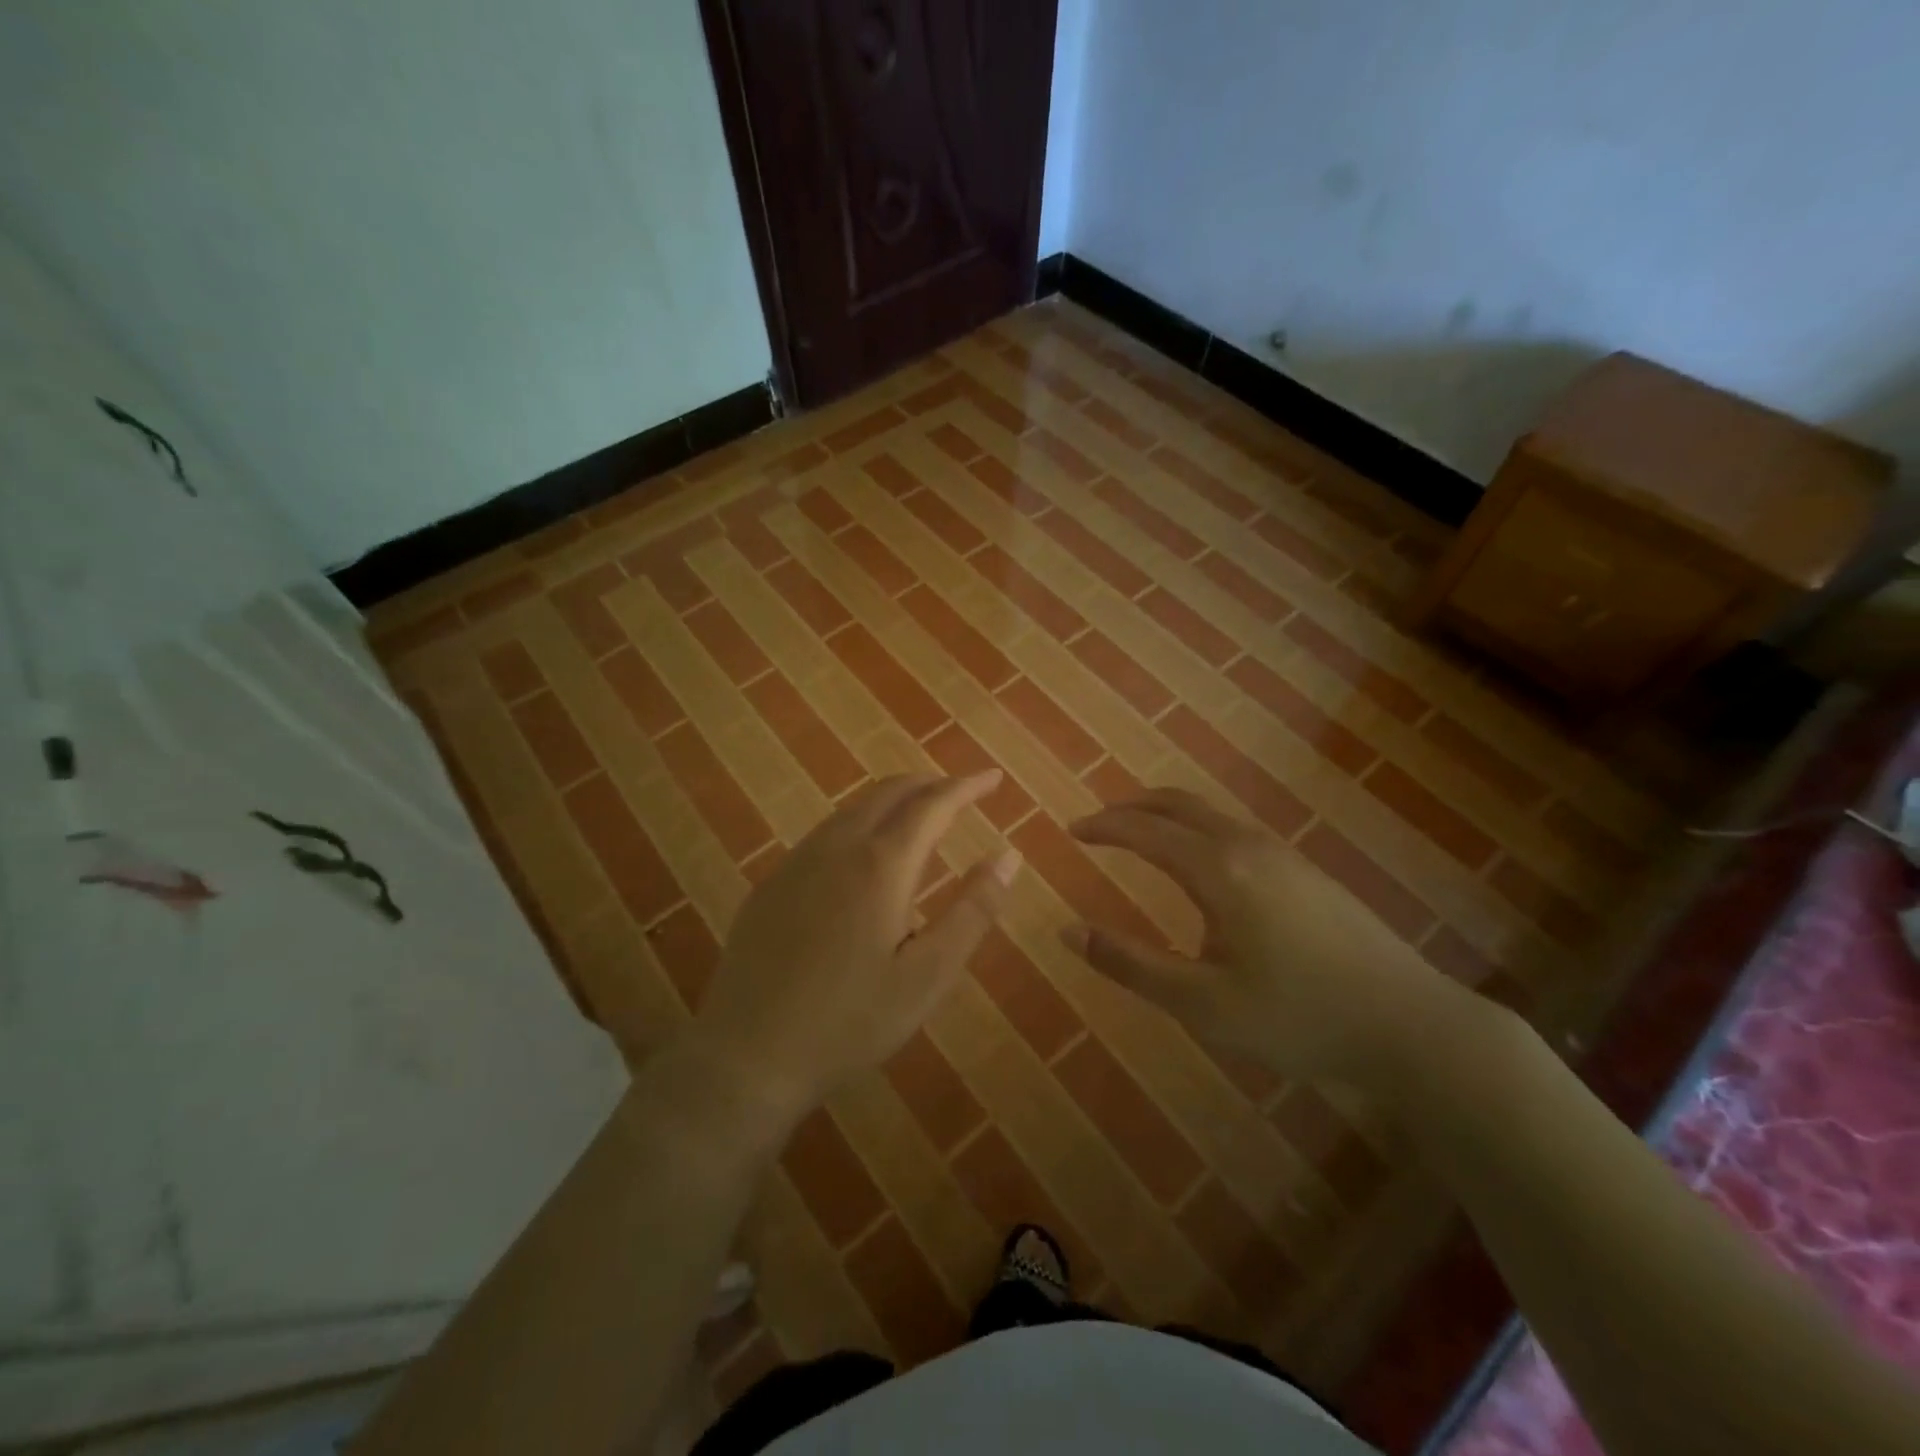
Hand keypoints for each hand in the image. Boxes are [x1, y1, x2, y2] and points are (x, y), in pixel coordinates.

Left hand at [690, 772, 1019, 1116]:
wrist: (748, 1054)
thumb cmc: (850, 1021)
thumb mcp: (928, 975)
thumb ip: (973, 911)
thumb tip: (1008, 856)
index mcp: (881, 865)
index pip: (933, 804)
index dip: (967, 787)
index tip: (993, 777)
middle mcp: (837, 847)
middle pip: (889, 792)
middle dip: (930, 784)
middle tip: (961, 793)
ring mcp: (797, 862)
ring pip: (853, 808)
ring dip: (893, 800)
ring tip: (920, 816)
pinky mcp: (772, 883)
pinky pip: (826, 833)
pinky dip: (861, 823)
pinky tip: (865, 855)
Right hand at [1063, 788, 1480, 1090]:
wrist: (1410, 1024)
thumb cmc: (1298, 1017)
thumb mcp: (1201, 1003)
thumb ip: (1130, 964)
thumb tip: (1067, 929)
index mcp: (1218, 870)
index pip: (1145, 830)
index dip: (1104, 827)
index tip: (1071, 831)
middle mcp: (1247, 846)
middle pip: (1178, 803)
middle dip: (1132, 807)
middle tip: (1099, 823)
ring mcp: (1283, 854)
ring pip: (1210, 814)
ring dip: (1166, 814)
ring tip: (1140, 836)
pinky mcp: (1306, 870)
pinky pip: (1234, 829)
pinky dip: (1196, 828)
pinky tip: (1201, 865)